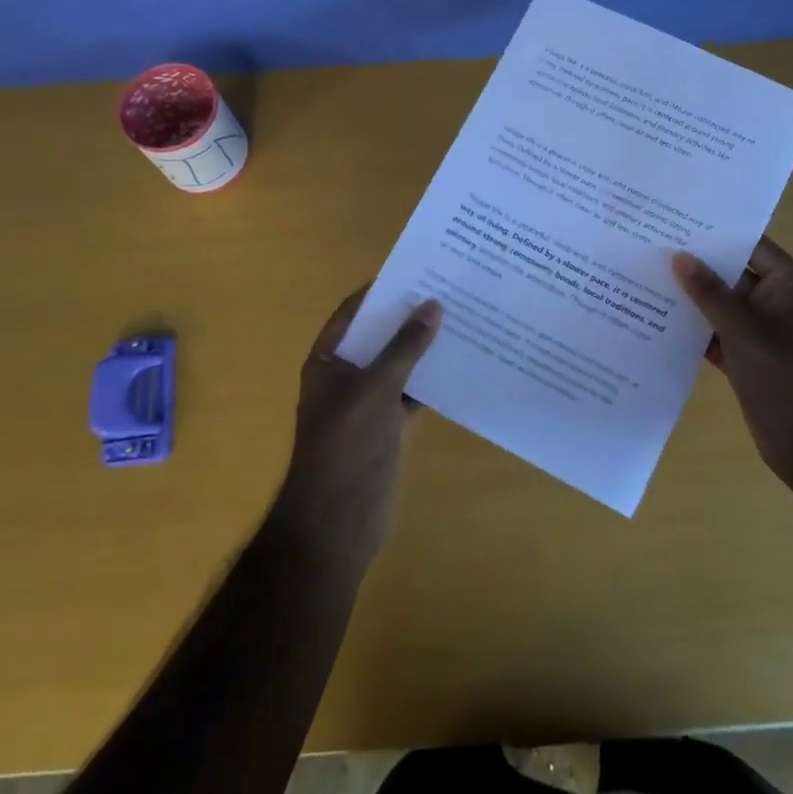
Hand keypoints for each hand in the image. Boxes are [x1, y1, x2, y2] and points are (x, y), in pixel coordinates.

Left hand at [269, 289, 441, 572]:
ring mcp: (367, 403)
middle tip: (450, 291)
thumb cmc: (346, 446)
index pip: (354, 313)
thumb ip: (405, 348)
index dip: (382, 291)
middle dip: (409, 318)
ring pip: (399, 366)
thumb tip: (433, 305)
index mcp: (329, 360)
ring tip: (463, 321)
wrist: (337, 522)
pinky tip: (462, 367)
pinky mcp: (388, 428)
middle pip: (379, 337)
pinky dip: (432, 382)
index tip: (417, 271)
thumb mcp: (376, 389)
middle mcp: (346, 376)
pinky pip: (412, 395)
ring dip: (424, 350)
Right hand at [671, 236, 792, 485]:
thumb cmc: (783, 376)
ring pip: (725, 307)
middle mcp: (780, 304)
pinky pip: (720, 335)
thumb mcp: (742, 328)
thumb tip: (679, 257)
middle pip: (736, 276)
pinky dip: (697, 331)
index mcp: (790, 287)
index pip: (753, 247)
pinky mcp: (751, 360)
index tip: (679, 225)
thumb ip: (708, 291)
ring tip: (649, 282)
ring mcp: (765, 334)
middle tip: (655, 250)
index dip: (719, 236)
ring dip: (694, 301)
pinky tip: (660, 324)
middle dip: (699, 267)